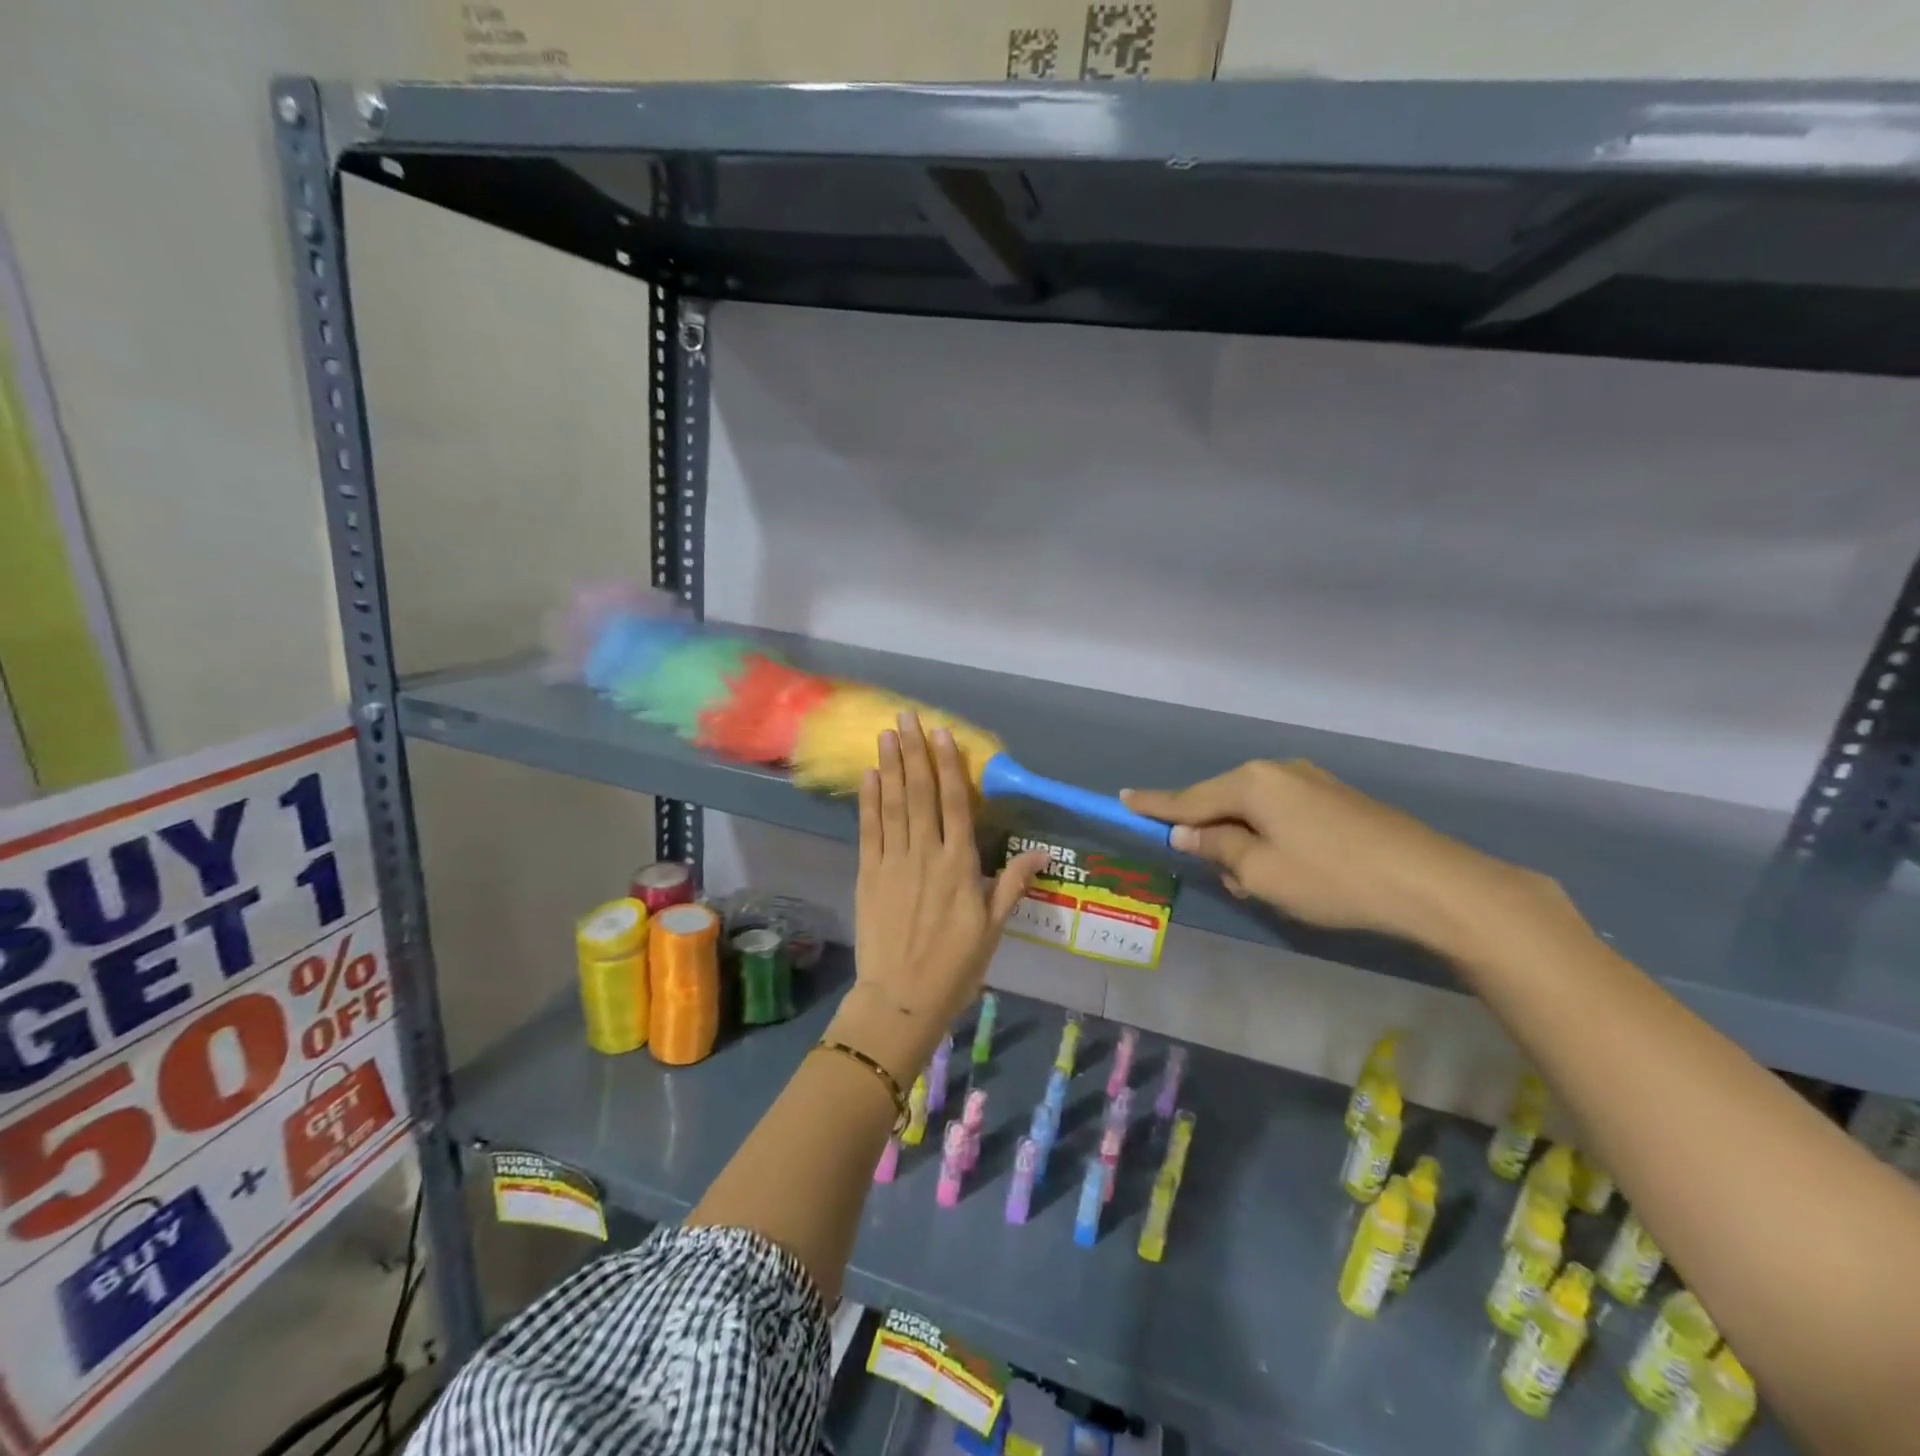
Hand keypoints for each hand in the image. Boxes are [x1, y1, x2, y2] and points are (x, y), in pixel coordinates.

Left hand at [830, 713, 1048, 1084]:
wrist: (901, 999)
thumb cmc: (955, 967)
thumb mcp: (994, 929)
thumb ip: (1013, 884)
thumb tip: (1045, 852)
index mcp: (960, 866)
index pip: (956, 804)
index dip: (949, 766)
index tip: (942, 734)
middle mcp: (926, 855)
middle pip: (920, 794)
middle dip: (914, 753)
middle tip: (907, 718)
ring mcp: (894, 863)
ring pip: (893, 805)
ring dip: (890, 767)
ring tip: (887, 734)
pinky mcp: (869, 875)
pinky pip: (869, 831)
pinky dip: (868, 802)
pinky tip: (868, 776)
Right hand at [1121, 760, 1540, 953]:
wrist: (1433, 883)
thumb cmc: (1332, 879)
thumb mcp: (1261, 873)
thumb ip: (1217, 849)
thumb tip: (1188, 833)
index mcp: (1252, 783)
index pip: (1188, 798)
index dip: (1154, 805)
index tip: (1122, 799)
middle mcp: (1277, 771)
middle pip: (1223, 804)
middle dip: (1215, 840)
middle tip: (1231, 881)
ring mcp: (1311, 782)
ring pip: (1255, 814)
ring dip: (1248, 846)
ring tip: (1271, 886)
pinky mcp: (1337, 799)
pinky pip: (1284, 816)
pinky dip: (1275, 842)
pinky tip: (1298, 872)